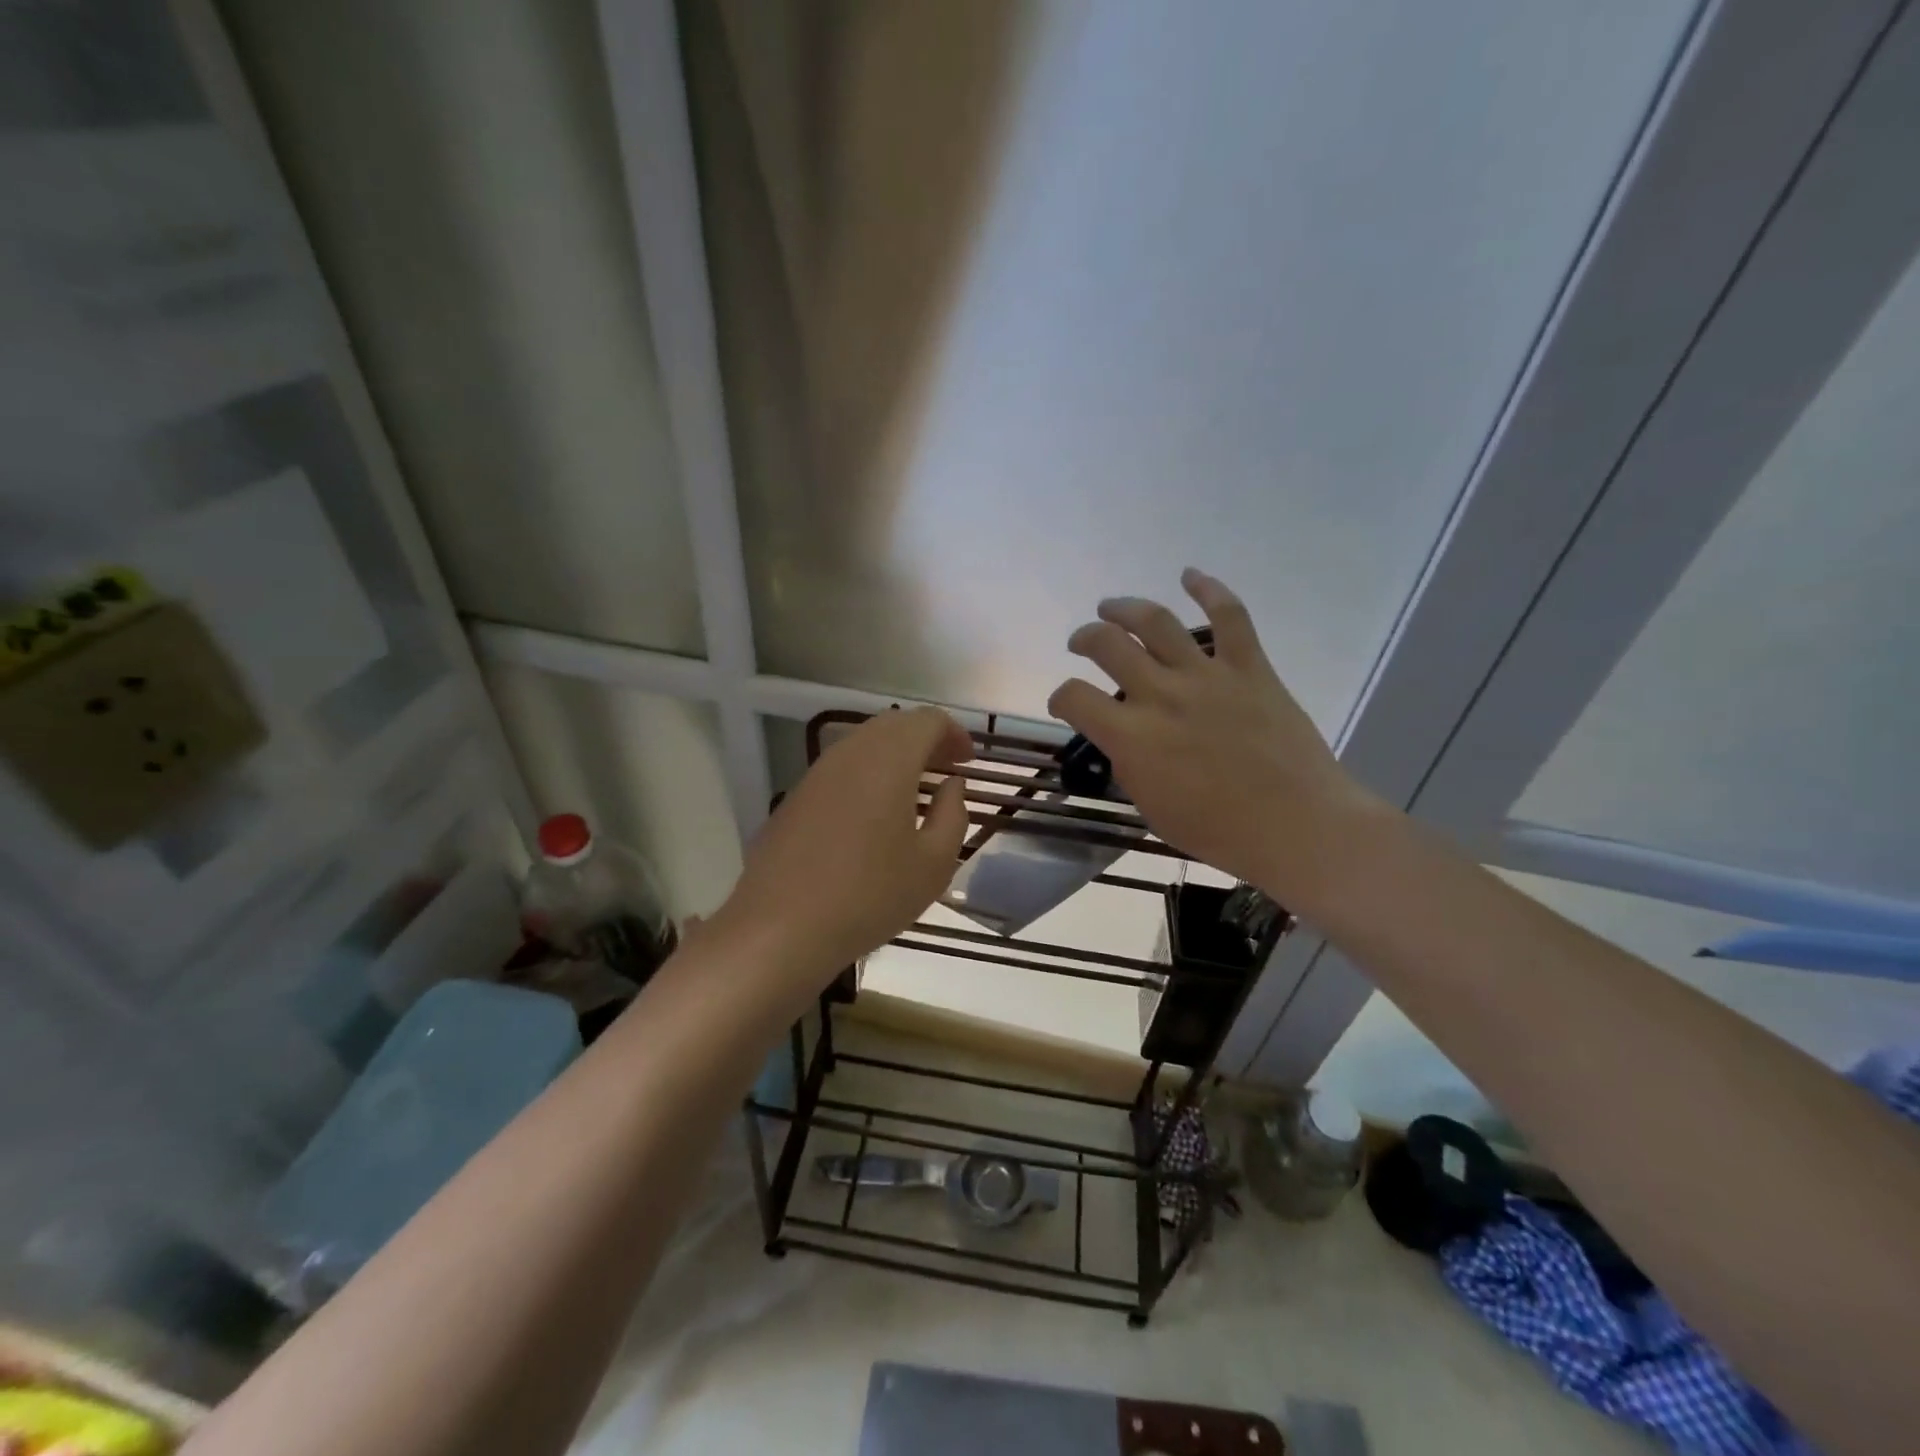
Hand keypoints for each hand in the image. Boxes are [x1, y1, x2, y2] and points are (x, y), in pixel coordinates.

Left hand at [712, 708, 971, 993]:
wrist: (779, 928)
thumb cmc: (869, 895)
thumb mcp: (933, 864)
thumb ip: (953, 814)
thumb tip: (951, 785)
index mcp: (888, 759)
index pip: (927, 721)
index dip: (953, 733)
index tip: (968, 761)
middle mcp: (850, 752)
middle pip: (894, 725)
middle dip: (925, 740)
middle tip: (946, 770)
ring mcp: (816, 773)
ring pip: (864, 744)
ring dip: (895, 757)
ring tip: (914, 791)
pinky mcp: (795, 797)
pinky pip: (841, 769)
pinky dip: (868, 775)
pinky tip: (874, 813)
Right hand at [1047, 569, 1385, 904]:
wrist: (1296, 825)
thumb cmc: (1218, 830)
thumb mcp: (1151, 807)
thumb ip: (1130, 765)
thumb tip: (1126, 741)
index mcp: (1132, 736)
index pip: (1074, 697)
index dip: (1059, 697)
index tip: (1065, 703)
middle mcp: (1161, 694)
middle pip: (1107, 645)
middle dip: (1085, 638)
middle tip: (1082, 641)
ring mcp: (1207, 676)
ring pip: (1156, 621)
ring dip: (1126, 608)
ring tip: (1111, 607)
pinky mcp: (1249, 667)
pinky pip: (1230, 616)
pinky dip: (1209, 588)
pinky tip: (1190, 574)